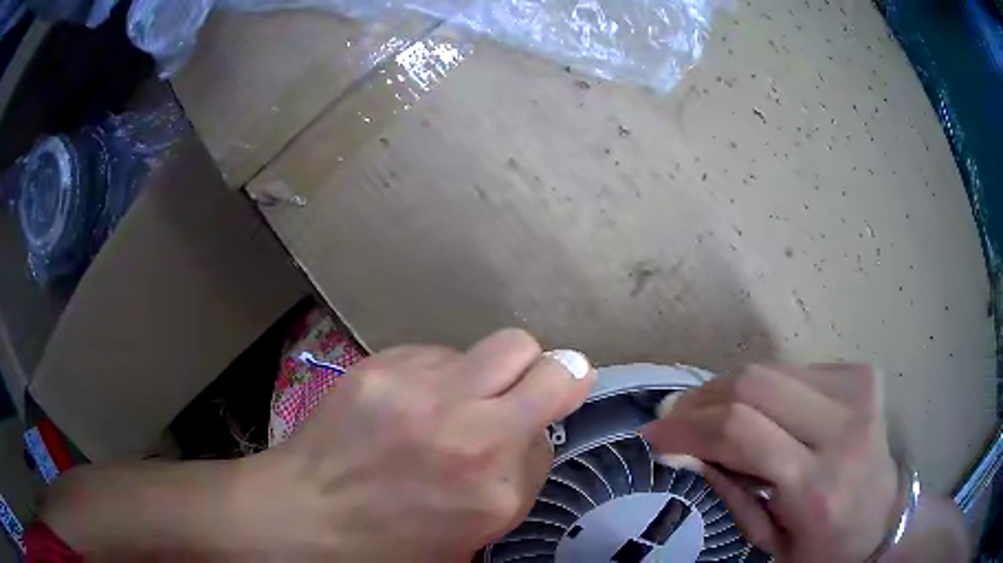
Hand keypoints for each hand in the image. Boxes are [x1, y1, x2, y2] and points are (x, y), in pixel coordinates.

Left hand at [249, 329, 595, 560]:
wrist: (306, 513)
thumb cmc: (389, 540)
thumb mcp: (471, 533)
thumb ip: (515, 480)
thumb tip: (530, 432)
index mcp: (496, 490)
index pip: (554, 431)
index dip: (548, 421)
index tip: (540, 416)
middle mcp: (471, 432)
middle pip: (550, 365)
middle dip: (550, 372)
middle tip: (525, 389)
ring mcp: (425, 391)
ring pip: (501, 346)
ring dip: (488, 373)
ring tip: (452, 400)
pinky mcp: (385, 364)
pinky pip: (440, 352)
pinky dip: (439, 373)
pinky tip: (408, 399)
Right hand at [642, 364, 898, 561]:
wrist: (883, 519)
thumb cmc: (823, 546)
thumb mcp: (767, 542)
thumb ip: (729, 490)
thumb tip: (684, 447)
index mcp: (817, 486)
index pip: (742, 431)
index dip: (689, 426)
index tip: (654, 434)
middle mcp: (843, 430)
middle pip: (755, 385)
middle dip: (703, 400)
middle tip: (676, 420)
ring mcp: (858, 393)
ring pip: (771, 370)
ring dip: (729, 391)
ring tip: (710, 415)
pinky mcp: (861, 375)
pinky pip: (793, 370)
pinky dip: (764, 389)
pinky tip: (761, 413)